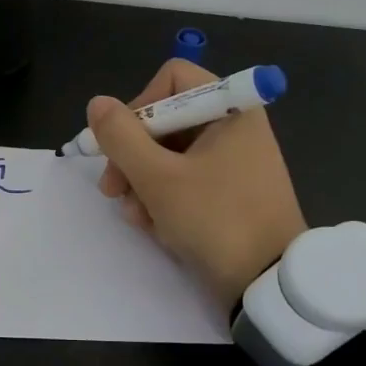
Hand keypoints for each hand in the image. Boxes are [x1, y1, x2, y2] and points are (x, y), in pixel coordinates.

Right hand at [91, 59, 306, 306]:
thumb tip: (97, 104)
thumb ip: (121, 137)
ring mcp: (233, 162)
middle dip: (132, 154)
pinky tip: (152, 226)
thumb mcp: (158, 178)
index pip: (173, 78)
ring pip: (169, 154)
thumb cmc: (215, 219)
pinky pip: (185, 180)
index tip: (123, 142)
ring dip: (142, 182)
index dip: (141, 105)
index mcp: (230, 110)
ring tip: (135, 216)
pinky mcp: (229, 193)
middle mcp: (234, 128)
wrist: (268, 286)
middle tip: (112, 189)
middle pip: (166, 120)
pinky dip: (163, 198)